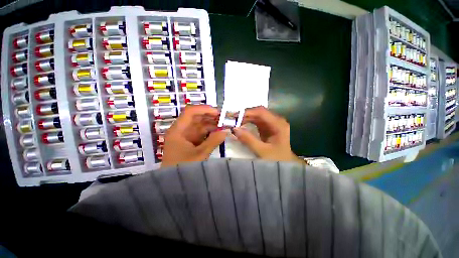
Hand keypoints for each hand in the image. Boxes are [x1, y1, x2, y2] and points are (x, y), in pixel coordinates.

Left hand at [161, 105, 226, 167]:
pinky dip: (210, 132)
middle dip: (210, 116)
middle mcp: (181, 131)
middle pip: (195, 118)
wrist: (173, 185)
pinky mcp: (191, 142)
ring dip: (211, 124)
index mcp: (178, 131)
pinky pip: (201, 133)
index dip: (204, 109)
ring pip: (199, 125)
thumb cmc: (183, 169)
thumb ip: (213, 141)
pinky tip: (219, 132)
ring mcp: (186, 137)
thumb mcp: (199, 154)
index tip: (218, 112)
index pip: (190, 112)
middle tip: (224, 118)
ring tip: (224, 124)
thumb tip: (226, 131)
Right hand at [233, 106, 302, 162]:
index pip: (261, 112)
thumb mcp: (262, 151)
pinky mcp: (268, 127)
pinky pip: (256, 121)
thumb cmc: (277, 159)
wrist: (286, 164)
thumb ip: (248, 139)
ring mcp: (272, 123)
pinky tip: (241, 125)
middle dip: (245, 115)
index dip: (247, 112)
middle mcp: (276, 120)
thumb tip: (234, 129)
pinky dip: (248, 122)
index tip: (235, 117)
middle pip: (258, 113)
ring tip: (234, 122)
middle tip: (232, 120)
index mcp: (278, 124)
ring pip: (256, 116)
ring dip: (245, 118)